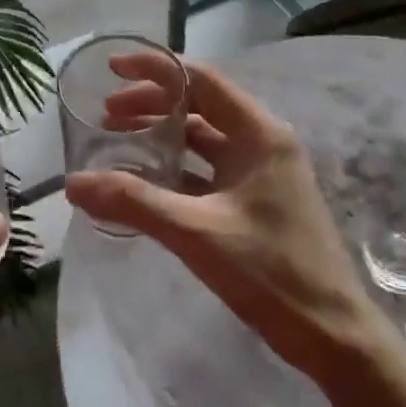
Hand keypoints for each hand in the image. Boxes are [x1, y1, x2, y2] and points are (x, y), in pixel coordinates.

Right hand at [64, 55, 377, 377]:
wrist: (333, 337)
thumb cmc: (271, 272)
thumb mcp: (196, 232)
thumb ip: (133, 202)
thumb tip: (72, 183)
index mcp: (258, 134)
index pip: (201, 80)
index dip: (155, 69)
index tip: (112, 69)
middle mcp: (262, 143)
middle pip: (199, 105)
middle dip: (151, 104)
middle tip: (106, 115)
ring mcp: (261, 173)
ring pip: (203, 138)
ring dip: (162, 135)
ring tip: (118, 141)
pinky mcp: (256, 201)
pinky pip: (208, 169)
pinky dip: (175, 167)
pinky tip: (144, 181)